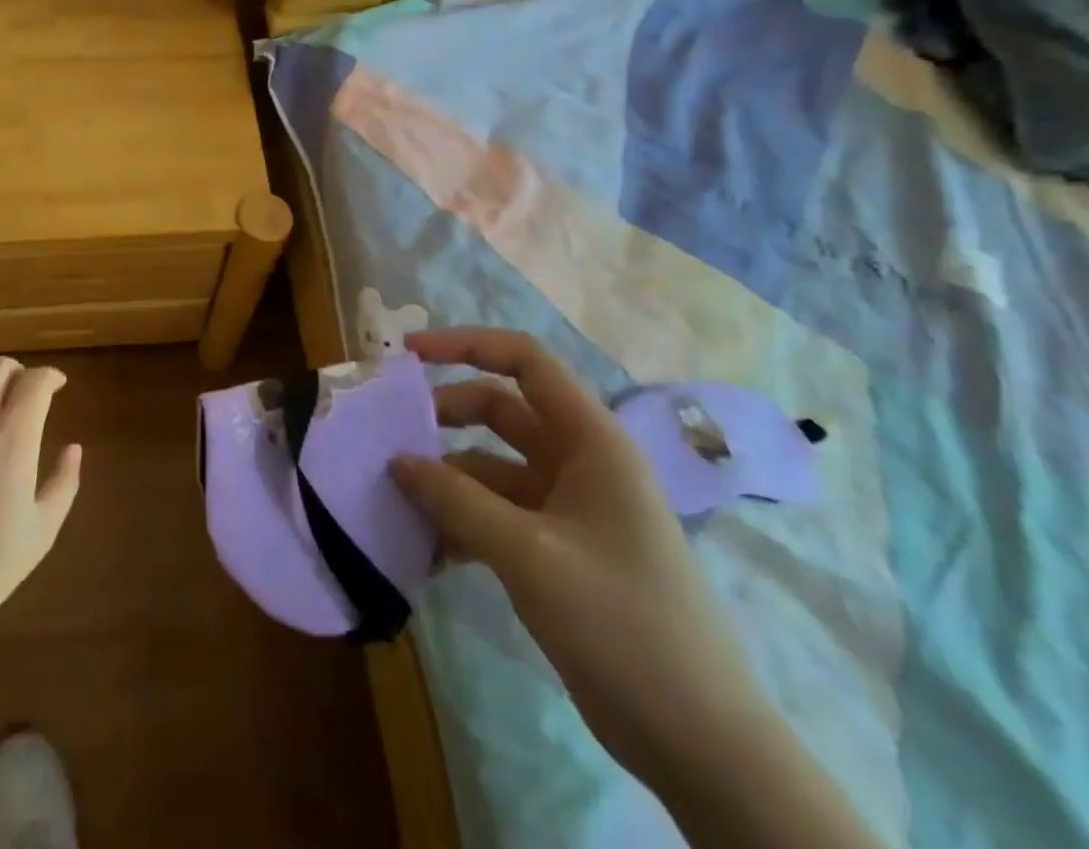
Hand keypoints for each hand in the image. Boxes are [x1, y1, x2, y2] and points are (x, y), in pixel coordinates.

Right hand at [389, 328, 770, 782]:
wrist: (699, 743)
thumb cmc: (623, 624)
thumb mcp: (528, 554)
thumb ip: (456, 500)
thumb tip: (396, 461)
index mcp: (591, 441)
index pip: (525, 361)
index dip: (466, 344)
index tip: (408, 353)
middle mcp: (579, 462)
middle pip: (499, 410)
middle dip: (443, 416)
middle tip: (390, 434)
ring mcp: (568, 507)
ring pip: (490, 465)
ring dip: (445, 478)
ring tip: (396, 500)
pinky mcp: (557, 548)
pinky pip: (495, 512)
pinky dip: (460, 521)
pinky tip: (427, 551)